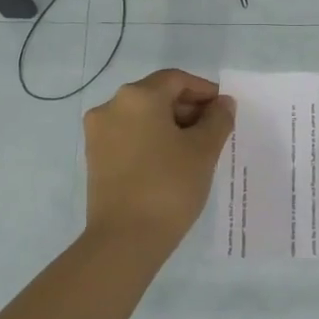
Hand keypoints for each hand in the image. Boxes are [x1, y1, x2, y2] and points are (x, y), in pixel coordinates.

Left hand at [84, 68, 234, 253]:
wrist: (125, 239)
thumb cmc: (169, 186)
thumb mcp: (203, 151)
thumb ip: (217, 120)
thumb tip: (222, 103)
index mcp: (137, 96)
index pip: (177, 80)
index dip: (204, 91)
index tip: (224, 112)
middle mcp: (111, 106)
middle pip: (156, 95)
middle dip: (187, 109)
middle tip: (213, 132)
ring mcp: (98, 132)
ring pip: (141, 117)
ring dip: (169, 125)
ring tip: (194, 150)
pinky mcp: (95, 157)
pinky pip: (128, 136)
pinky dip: (150, 140)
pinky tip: (170, 162)